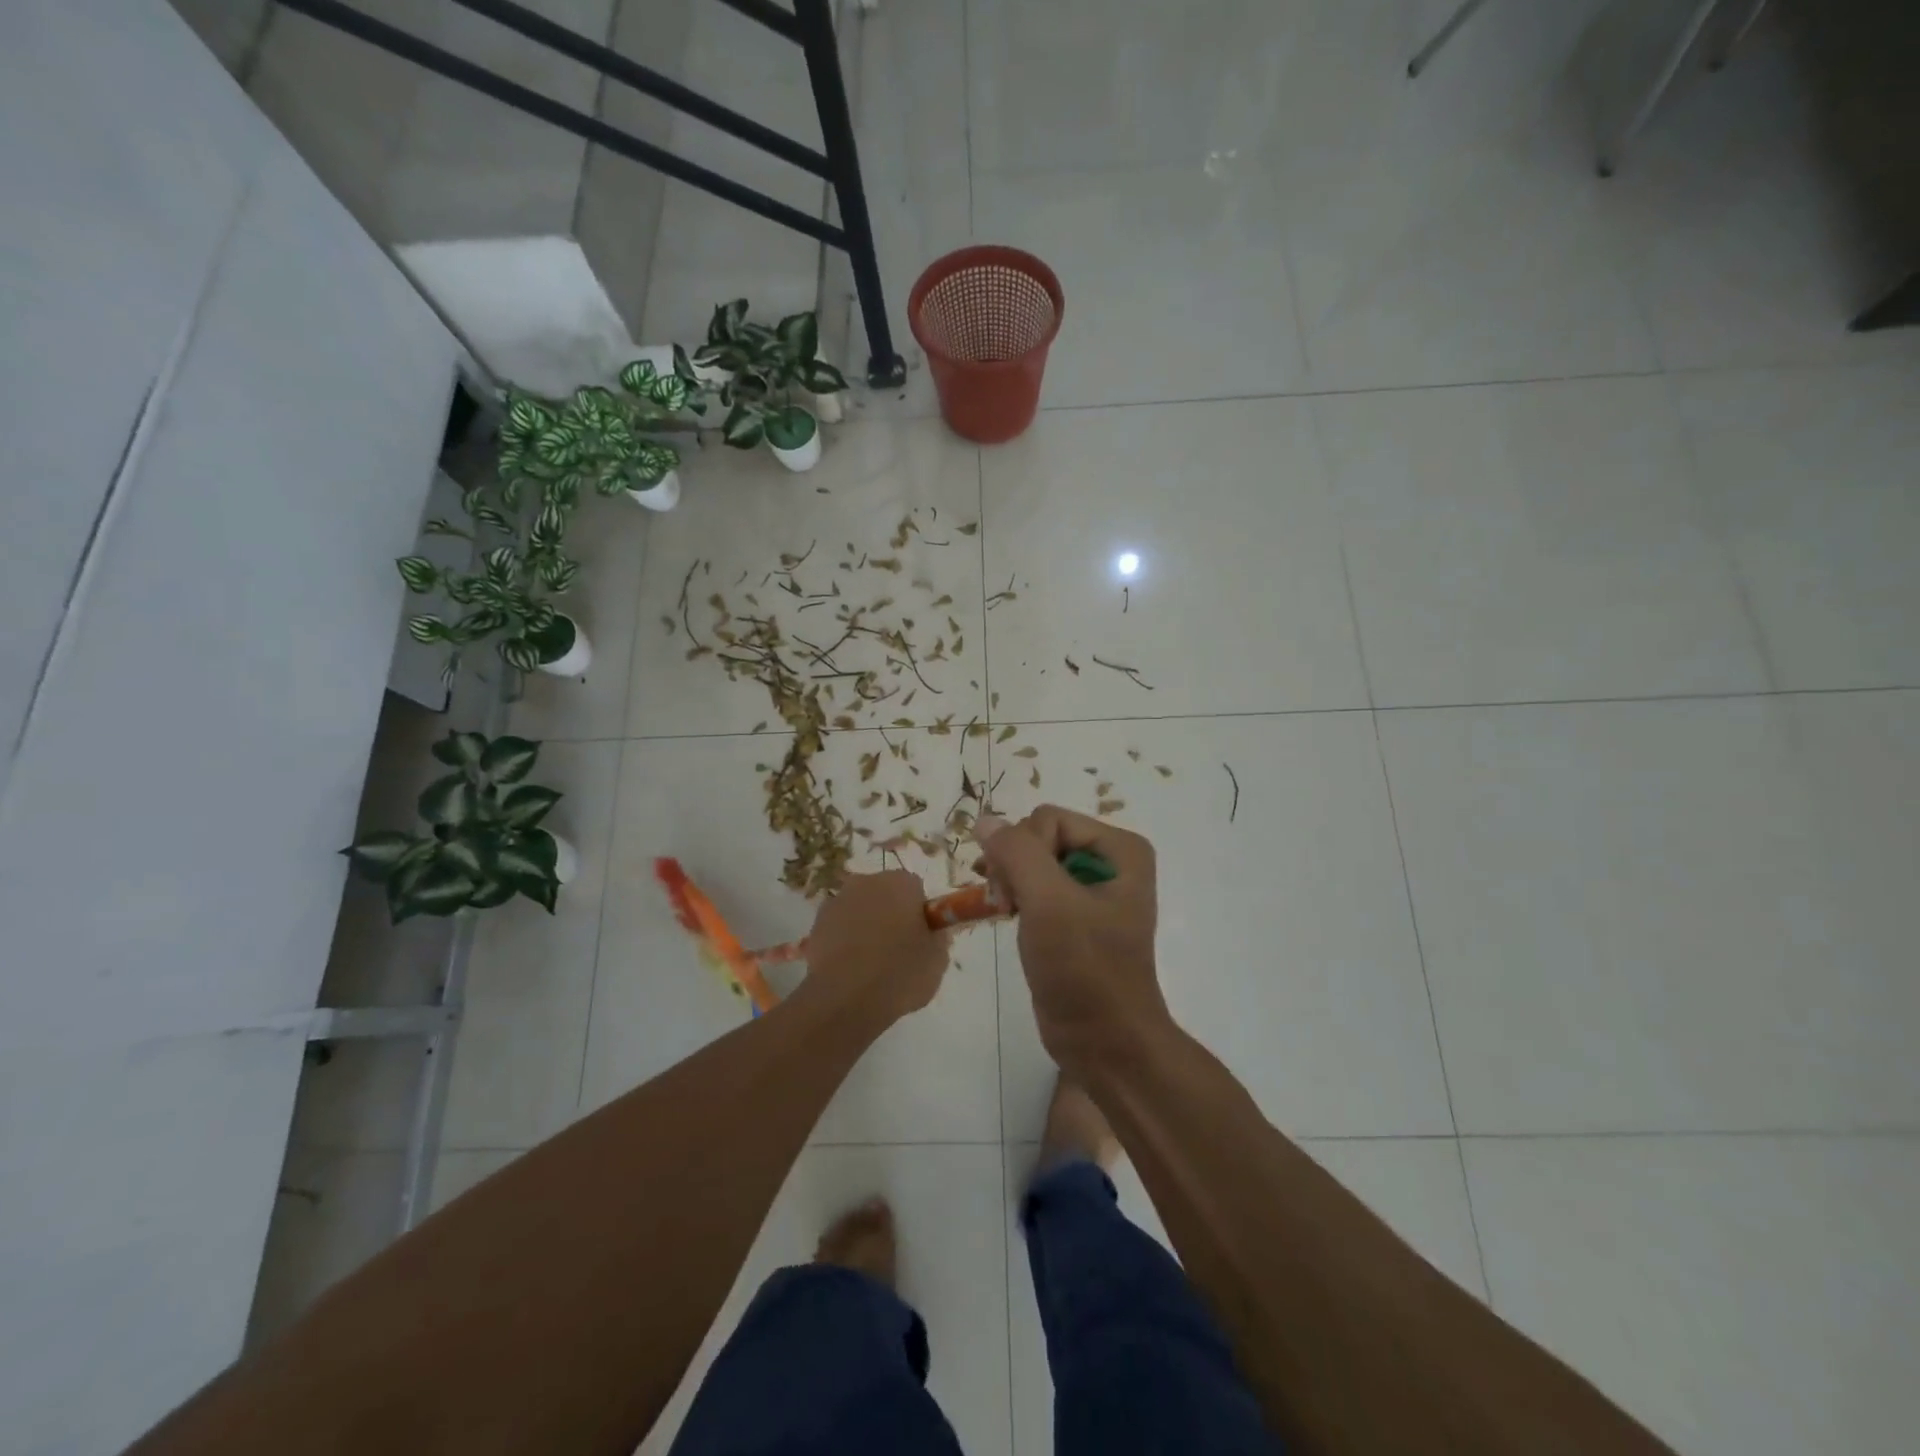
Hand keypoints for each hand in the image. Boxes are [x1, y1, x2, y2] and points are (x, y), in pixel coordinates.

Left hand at [802, 870, 951, 1029]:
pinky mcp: (815, 924)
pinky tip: (850, 968)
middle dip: (890, 914)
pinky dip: (844, 940)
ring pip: (859, 909)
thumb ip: (937, 937)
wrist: (846, 999)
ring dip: (865, 926)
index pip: (915, 889)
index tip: (919, 938)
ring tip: (870, 964)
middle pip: (884, 894)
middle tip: (897, 950)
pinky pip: (838, 927)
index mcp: (900, 883)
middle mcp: (866, 882)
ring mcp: (837, 901)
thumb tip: (930, 932)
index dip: (919, 914)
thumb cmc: (900, 973)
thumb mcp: (938, 959)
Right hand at [975, 807, 1169, 1072]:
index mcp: (1121, 849)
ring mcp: (1092, 889)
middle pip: (1040, 836)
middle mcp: (1111, 861)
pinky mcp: (1075, 916)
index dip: (1023, 851)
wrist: (1104, 1042)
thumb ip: (1016, 853)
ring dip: (1010, 882)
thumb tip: (984, 820)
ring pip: (1032, 860)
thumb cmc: (1085, 969)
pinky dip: (1016, 897)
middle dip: (1015, 866)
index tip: (1012, 894)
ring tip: (1004, 911)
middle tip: (1006, 905)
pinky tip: (1008, 916)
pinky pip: (1035, 886)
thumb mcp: (1050, 903)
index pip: (1048, 819)